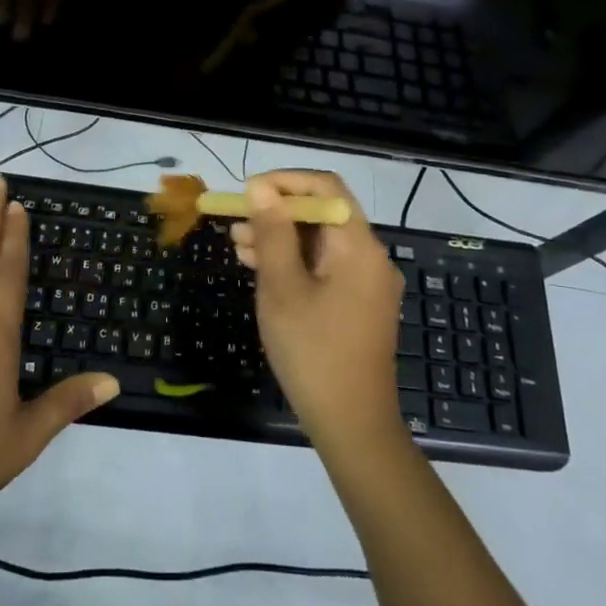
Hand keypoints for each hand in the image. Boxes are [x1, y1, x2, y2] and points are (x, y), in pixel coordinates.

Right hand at [229, 171, 405, 447]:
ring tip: (239, 246)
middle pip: (323, 213)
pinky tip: (262, 270)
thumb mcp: (282, 287)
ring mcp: (367, 282)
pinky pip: (326, 267)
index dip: (285, 181)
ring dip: (281, 238)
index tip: (248, 193)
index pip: (325, 186)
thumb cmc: (313, 351)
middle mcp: (370, 256)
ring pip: (320, 242)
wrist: (352, 424)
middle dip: (277, 212)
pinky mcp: (359, 304)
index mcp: (358, 245)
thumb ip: (272, 232)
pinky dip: (295, 262)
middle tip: (236, 224)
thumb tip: (261, 186)